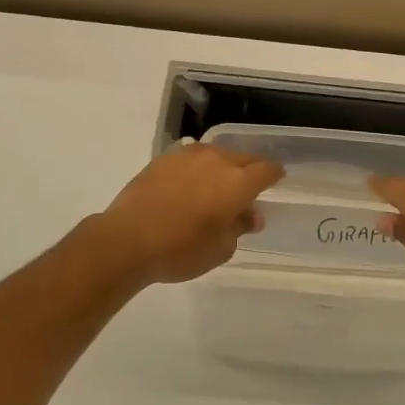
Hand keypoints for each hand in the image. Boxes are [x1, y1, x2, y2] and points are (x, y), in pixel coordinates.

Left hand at [98, 144, 284, 285]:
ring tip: (217, 185)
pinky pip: (191, 157)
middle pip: (243, 158)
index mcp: (238, 182)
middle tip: (248, 188)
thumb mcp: (220, 249)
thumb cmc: (181, 249)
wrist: (128, 239)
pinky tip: (190, 183)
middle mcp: (217, 160)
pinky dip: (197, 167)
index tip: (277, 180)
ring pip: (216, 154)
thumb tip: (250, 214)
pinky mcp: (164, 158)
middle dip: (250, 170)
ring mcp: (188, 155)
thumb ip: (239, 227)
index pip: (266, 170)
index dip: (274, 175)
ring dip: (222, 167)